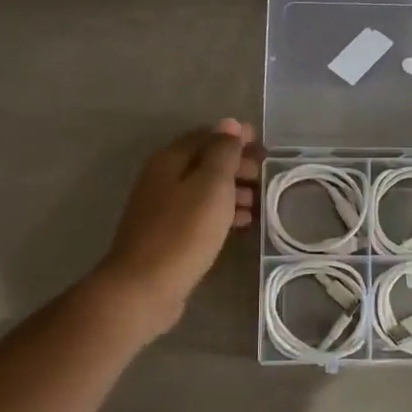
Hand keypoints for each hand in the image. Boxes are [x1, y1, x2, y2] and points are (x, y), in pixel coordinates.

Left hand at [94, 119, 259, 335]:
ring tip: (261, 200)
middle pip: (204, 161)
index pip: (207, 136)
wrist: (145, 286)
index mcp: (170, 160)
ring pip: (204, 189)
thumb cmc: (183, 232)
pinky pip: (200, 213)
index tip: (264, 146)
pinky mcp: (168, 234)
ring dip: (233, 189)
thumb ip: (223, 153)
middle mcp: (162, 178)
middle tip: (266, 174)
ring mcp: (163, 208)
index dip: (236, 137)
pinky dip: (223, 212)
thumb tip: (231, 125)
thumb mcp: (211, 185)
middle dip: (237, 164)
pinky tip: (243, 223)